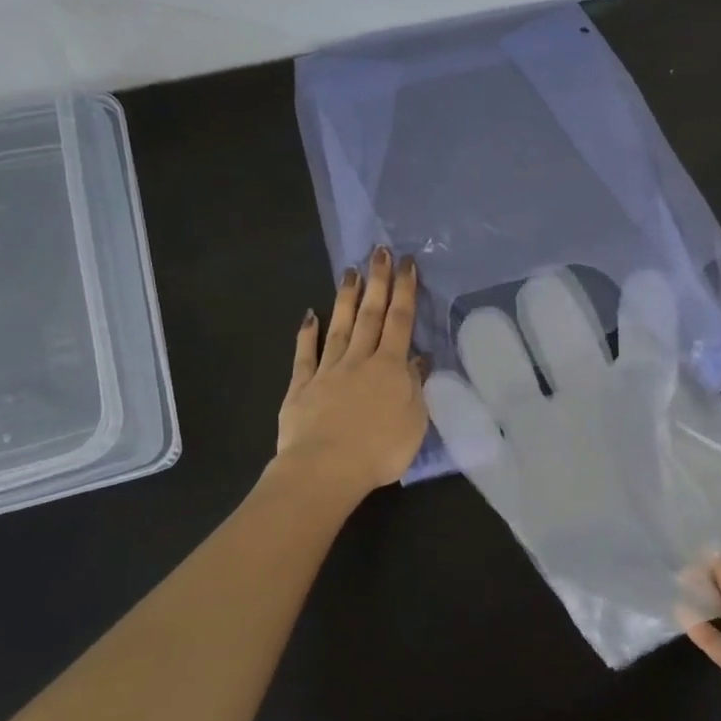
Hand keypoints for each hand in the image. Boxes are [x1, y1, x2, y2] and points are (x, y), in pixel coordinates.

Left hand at [277, 246, 428, 495]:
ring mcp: (327, 371)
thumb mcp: (414, 421)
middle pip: (370, 316)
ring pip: (339, 328)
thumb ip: (415, 386)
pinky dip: (307, 334)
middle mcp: (359, 361)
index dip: (405, 291)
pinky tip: (309, 315)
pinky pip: (305, 355)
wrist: (325, 469)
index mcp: (390, 368)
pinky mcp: (301, 387)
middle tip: (379, 251)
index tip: (407, 263)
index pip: (400, 322)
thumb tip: (419, 359)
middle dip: (377, 282)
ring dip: (347, 299)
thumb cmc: (380, 450)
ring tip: (350, 272)